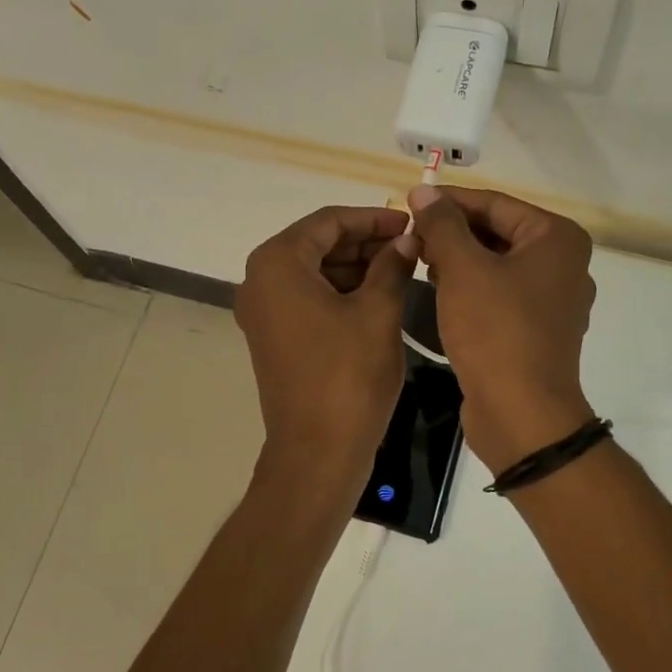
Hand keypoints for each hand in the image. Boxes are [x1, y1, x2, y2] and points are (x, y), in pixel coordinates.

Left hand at [235, 205, 416, 487]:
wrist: (317, 453)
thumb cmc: (348, 376)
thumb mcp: (378, 313)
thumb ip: (392, 265)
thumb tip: (407, 239)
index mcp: (278, 264)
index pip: (328, 221)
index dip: (373, 218)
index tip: (411, 222)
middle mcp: (260, 281)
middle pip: (318, 244)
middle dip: (365, 241)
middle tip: (411, 245)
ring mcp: (264, 311)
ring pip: (315, 271)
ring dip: (356, 266)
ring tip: (403, 268)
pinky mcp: (275, 336)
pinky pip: (309, 298)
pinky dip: (342, 291)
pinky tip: (380, 294)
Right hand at [405, 185, 596, 474]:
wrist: (521, 414)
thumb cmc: (495, 331)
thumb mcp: (463, 269)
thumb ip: (442, 224)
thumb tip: (424, 190)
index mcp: (557, 239)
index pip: (495, 204)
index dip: (449, 203)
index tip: (408, 206)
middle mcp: (563, 264)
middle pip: (497, 233)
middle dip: (452, 234)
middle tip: (410, 238)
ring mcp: (552, 300)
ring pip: (496, 265)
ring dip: (457, 262)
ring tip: (418, 263)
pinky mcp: (536, 330)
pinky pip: (499, 295)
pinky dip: (470, 289)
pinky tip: (437, 292)